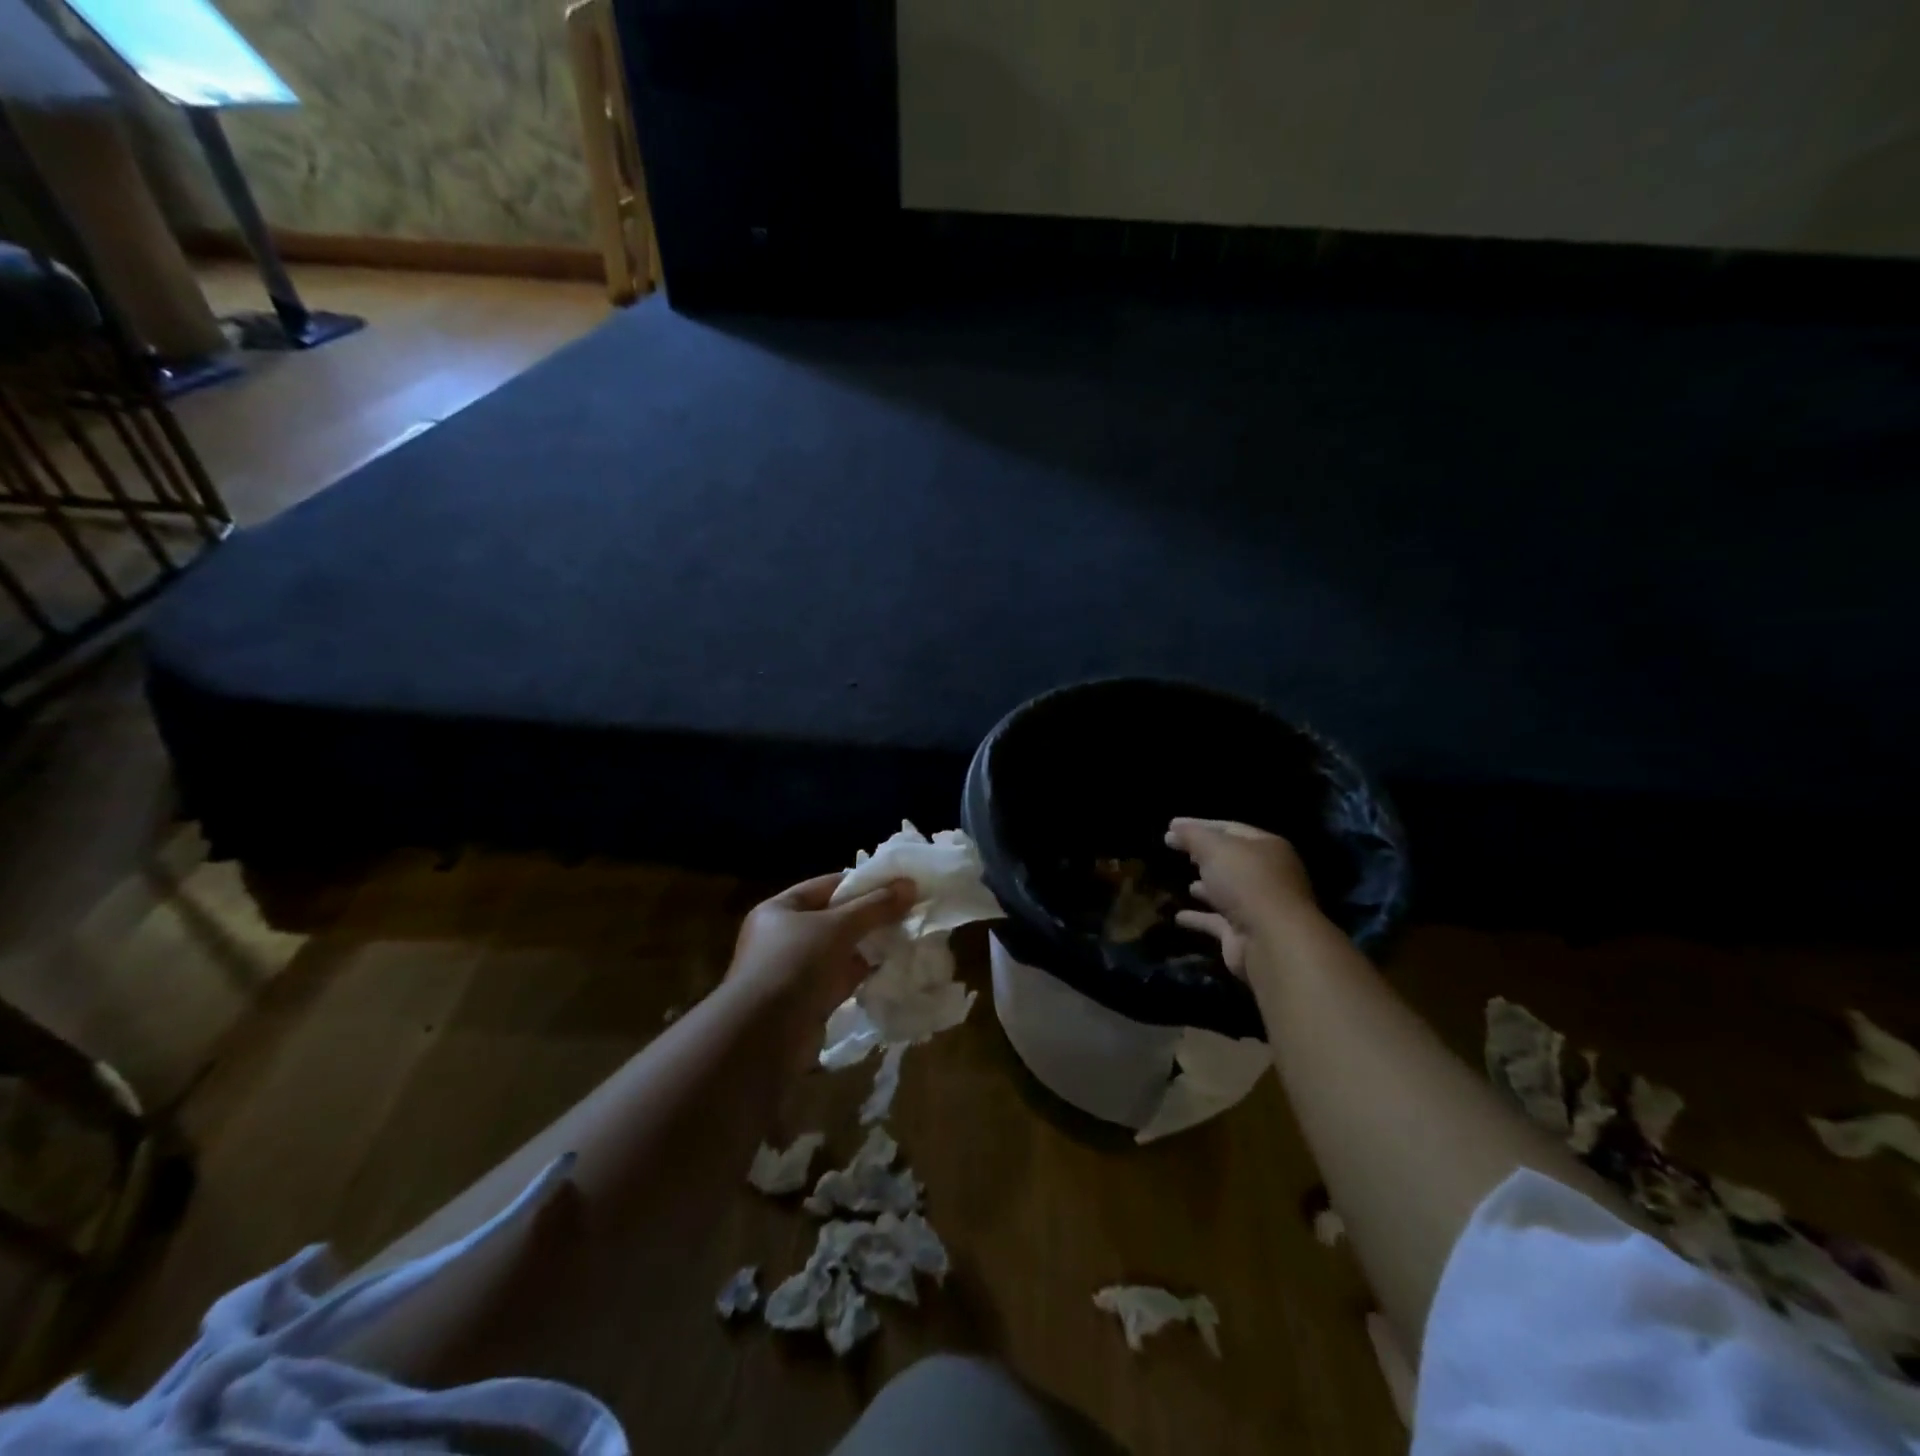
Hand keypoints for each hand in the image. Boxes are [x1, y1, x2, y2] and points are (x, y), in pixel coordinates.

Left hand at [727, 872, 915, 1046]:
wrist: (764, 1038)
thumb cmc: (795, 966)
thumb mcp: (838, 927)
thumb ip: (875, 906)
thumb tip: (910, 884)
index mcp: (780, 910)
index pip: (827, 886)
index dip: (862, 883)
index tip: (897, 884)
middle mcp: (784, 937)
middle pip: (835, 918)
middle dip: (870, 916)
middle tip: (909, 910)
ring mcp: (796, 971)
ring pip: (841, 950)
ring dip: (870, 946)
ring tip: (908, 936)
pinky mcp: (809, 1001)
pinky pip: (842, 979)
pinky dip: (864, 973)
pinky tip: (894, 967)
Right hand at [1165, 818, 1317, 973]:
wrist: (1271, 940)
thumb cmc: (1246, 882)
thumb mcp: (1214, 848)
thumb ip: (1192, 835)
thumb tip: (1174, 827)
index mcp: (1267, 847)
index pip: (1230, 828)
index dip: (1200, 825)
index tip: (1172, 826)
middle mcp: (1267, 875)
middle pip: (1231, 860)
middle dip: (1205, 856)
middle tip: (1178, 851)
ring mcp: (1257, 907)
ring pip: (1227, 892)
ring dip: (1207, 887)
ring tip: (1184, 882)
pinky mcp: (1244, 934)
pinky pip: (1217, 921)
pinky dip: (1199, 918)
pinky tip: (1179, 917)